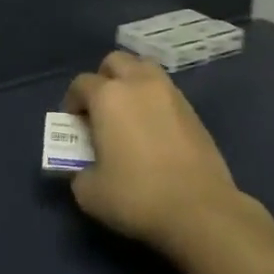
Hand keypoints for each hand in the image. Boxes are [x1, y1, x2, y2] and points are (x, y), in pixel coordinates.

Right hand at [63, 51, 268, 261]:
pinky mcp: (193, 112)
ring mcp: (170, 94)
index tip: (73, 123)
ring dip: (132, 82)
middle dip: (103, 79)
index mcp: (108, 96)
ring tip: (129, 112)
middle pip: (115, 61)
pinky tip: (153, 129)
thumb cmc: (137, 196)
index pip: (81, 84)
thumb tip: (83, 168)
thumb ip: (78, 172)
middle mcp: (138, 84)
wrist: (201, 212)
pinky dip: (154, 100)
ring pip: (145, 69)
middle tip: (100, 109)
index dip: (72, 101)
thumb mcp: (89, 193)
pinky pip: (166, 92)